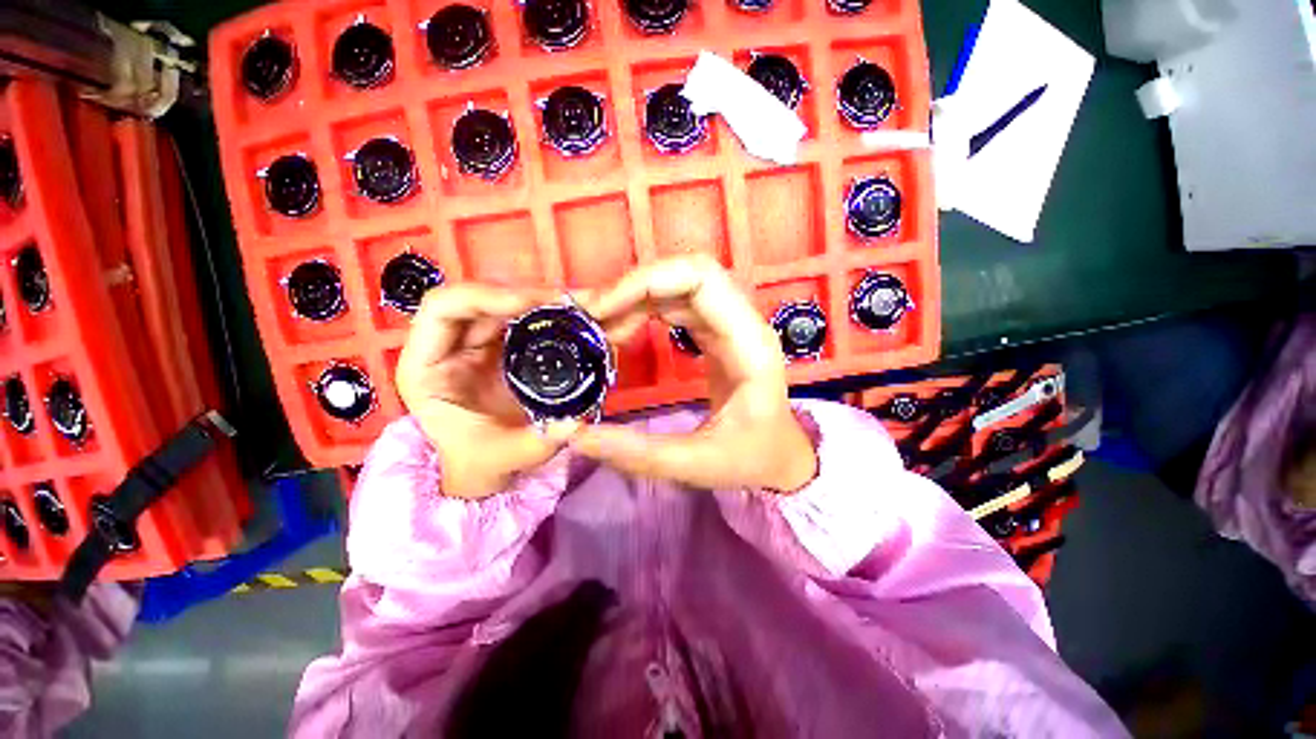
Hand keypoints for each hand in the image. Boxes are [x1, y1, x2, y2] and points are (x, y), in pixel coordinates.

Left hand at [396, 285, 578, 498]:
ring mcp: (480, 342)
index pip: (443, 309)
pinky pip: (529, 319)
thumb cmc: (481, 461)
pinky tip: (581, 319)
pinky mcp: (506, 345)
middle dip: (531, 294)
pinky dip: (555, 316)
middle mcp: (451, 345)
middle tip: (575, 302)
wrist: (488, 464)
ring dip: (549, 301)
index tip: (531, 304)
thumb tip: (576, 421)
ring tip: (586, 306)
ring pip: (511, 305)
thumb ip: (536, 443)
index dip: (485, 297)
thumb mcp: (503, 457)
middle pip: (485, 299)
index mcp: (427, 366)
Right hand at [574, 256, 817, 491]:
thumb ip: (639, 453)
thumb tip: (576, 435)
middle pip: (686, 272)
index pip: (701, 278)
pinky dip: (642, 309)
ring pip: (677, 285)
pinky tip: (619, 332)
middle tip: (590, 318)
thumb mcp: (698, 464)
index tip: (601, 311)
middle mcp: (742, 322)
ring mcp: (729, 324)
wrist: (780, 460)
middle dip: (633, 286)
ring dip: (633, 298)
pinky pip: (676, 304)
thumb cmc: (752, 459)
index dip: (646, 282)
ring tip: (597, 327)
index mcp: (750, 343)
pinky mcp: (715, 333)